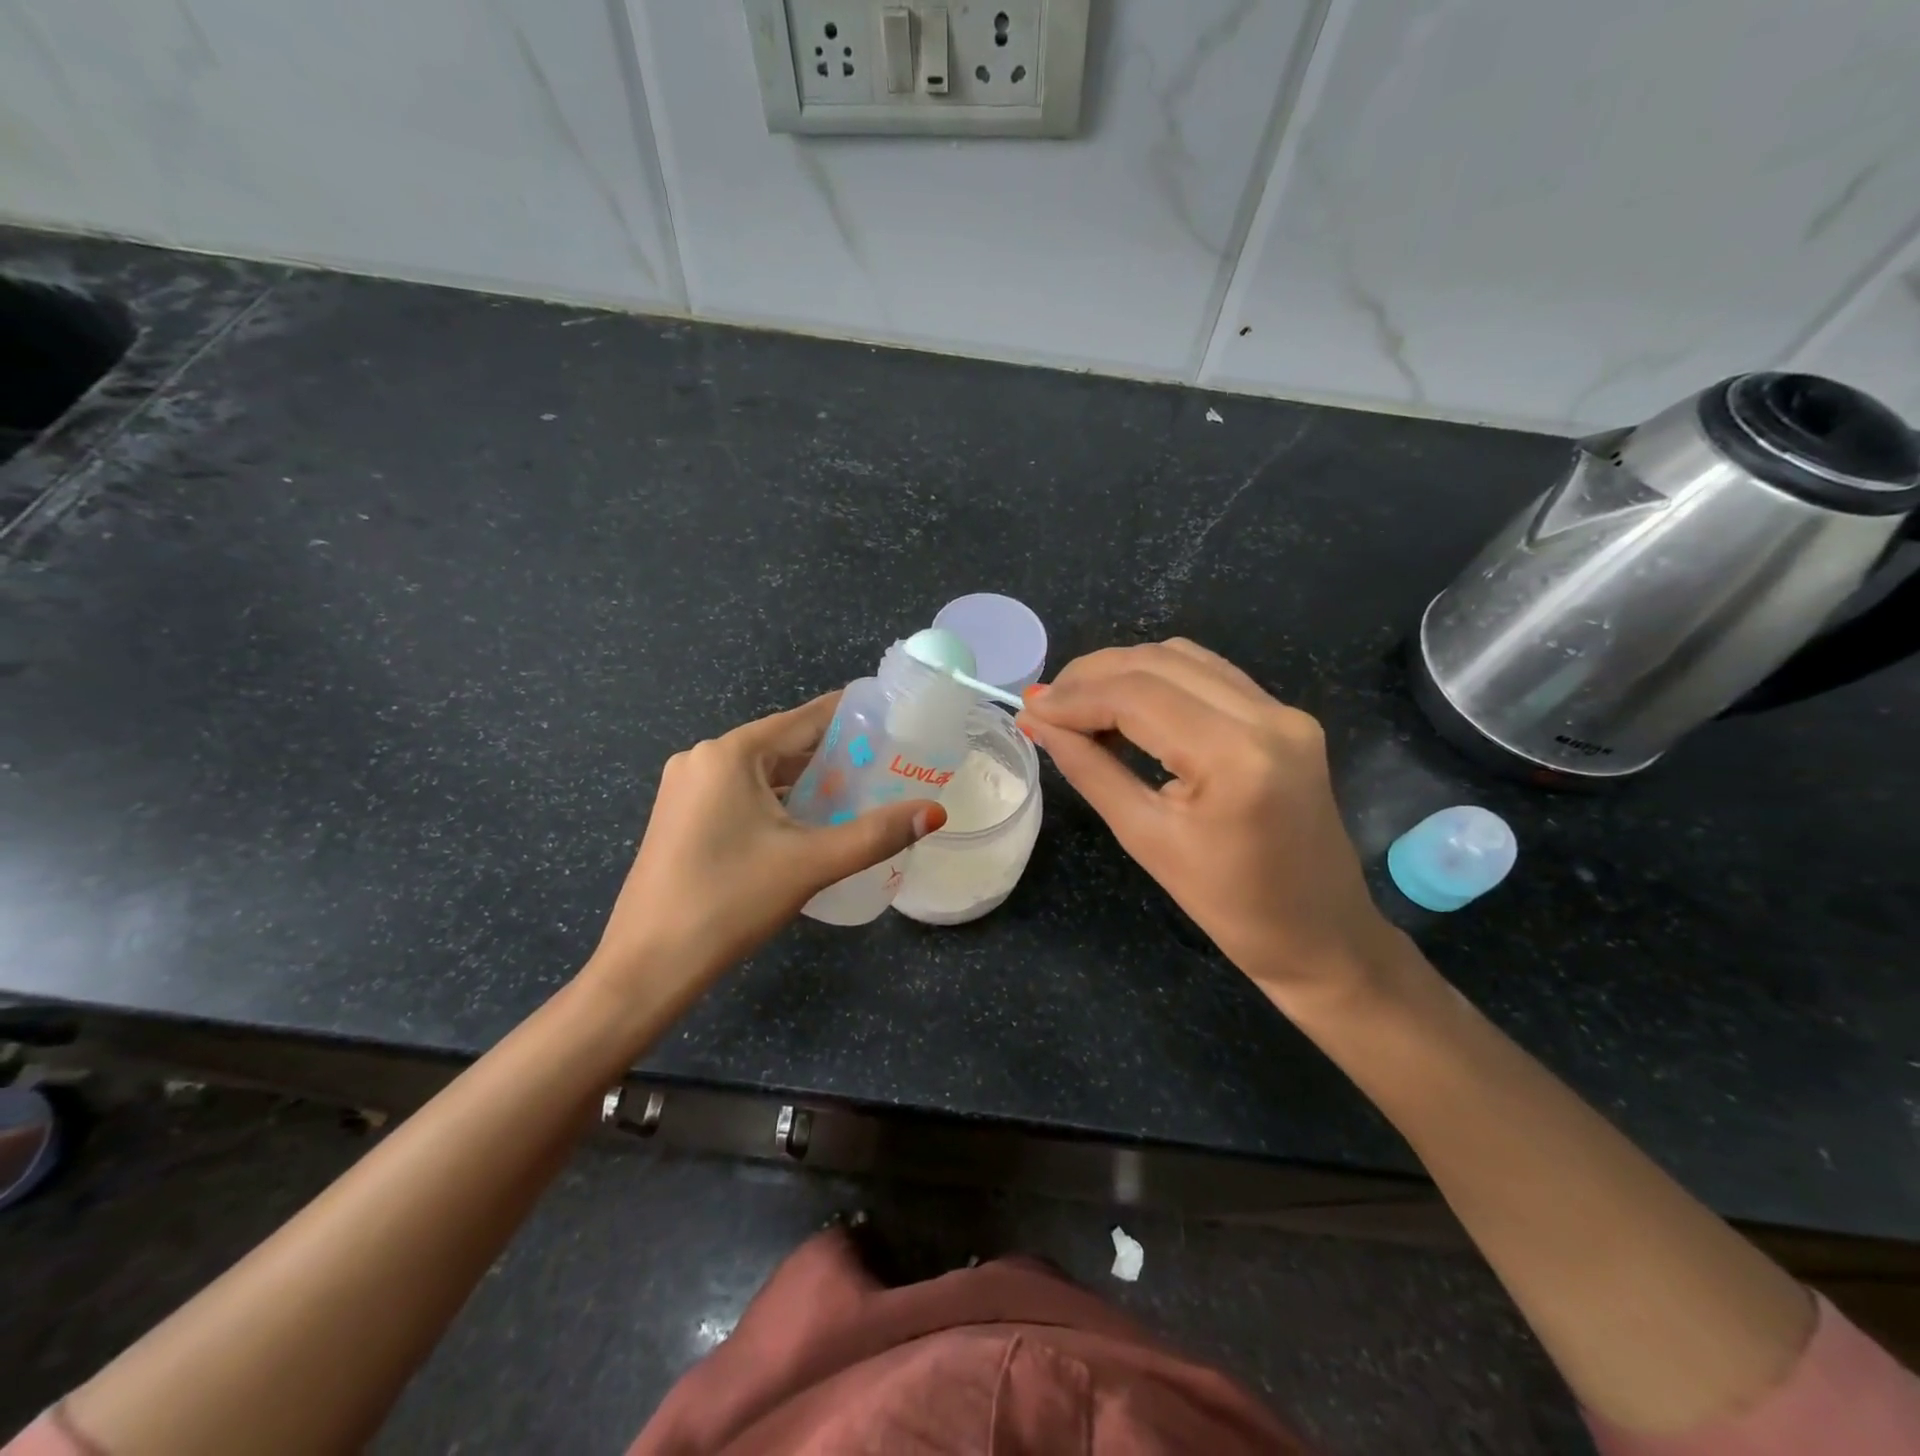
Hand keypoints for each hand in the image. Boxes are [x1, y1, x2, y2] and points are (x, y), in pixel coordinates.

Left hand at [587, 693, 944, 997]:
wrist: (646, 966)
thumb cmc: (728, 902)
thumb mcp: (810, 864)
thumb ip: (876, 834)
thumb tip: (934, 812)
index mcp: (730, 753)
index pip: (806, 719)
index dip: (853, 717)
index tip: (895, 719)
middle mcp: (704, 758)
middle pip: (784, 744)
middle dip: (835, 755)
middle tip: (889, 766)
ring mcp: (687, 788)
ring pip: (763, 772)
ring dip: (808, 781)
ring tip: (860, 793)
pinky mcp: (682, 817)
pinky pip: (742, 794)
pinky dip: (779, 801)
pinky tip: (810, 821)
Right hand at [1018, 640, 1397, 1008]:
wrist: (1320, 935)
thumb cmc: (1228, 907)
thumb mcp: (1145, 838)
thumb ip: (1089, 769)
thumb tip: (1039, 722)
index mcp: (1235, 756)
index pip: (1136, 696)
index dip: (1075, 696)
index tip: (1030, 708)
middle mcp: (1268, 716)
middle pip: (1158, 663)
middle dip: (1092, 675)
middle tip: (1047, 704)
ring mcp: (1284, 712)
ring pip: (1183, 659)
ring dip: (1124, 672)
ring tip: (1080, 704)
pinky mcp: (1286, 717)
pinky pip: (1210, 676)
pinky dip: (1159, 681)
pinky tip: (1127, 706)